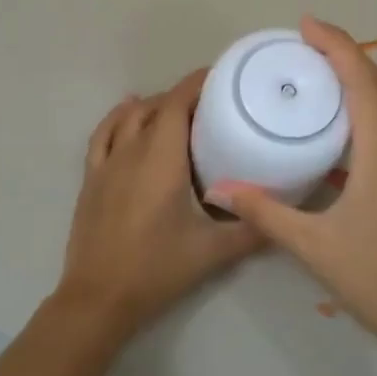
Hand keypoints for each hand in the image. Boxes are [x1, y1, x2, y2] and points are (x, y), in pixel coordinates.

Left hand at [54, 70, 261, 338]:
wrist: (98, 298)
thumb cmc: (156, 270)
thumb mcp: (212, 252)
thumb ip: (252, 230)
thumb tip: (285, 215)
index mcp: (161, 159)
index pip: (177, 103)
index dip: (197, 84)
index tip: (222, 78)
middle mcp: (131, 151)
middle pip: (155, 107)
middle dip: (183, 97)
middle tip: (212, 107)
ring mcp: (106, 164)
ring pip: (128, 117)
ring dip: (152, 106)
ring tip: (177, 111)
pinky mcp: (91, 179)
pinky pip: (102, 135)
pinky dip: (117, 119)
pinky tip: (128, 115)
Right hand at [204, 17, 376, 364]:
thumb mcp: (314, 246)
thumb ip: (266, 212)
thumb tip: (222, 188)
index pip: (361, 81)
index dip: (336, 45)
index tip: (306, 24)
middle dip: (345, 56)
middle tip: (304, 46)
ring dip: (358, 83)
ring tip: (318, 79)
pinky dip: (366, 114)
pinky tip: (340, 132)